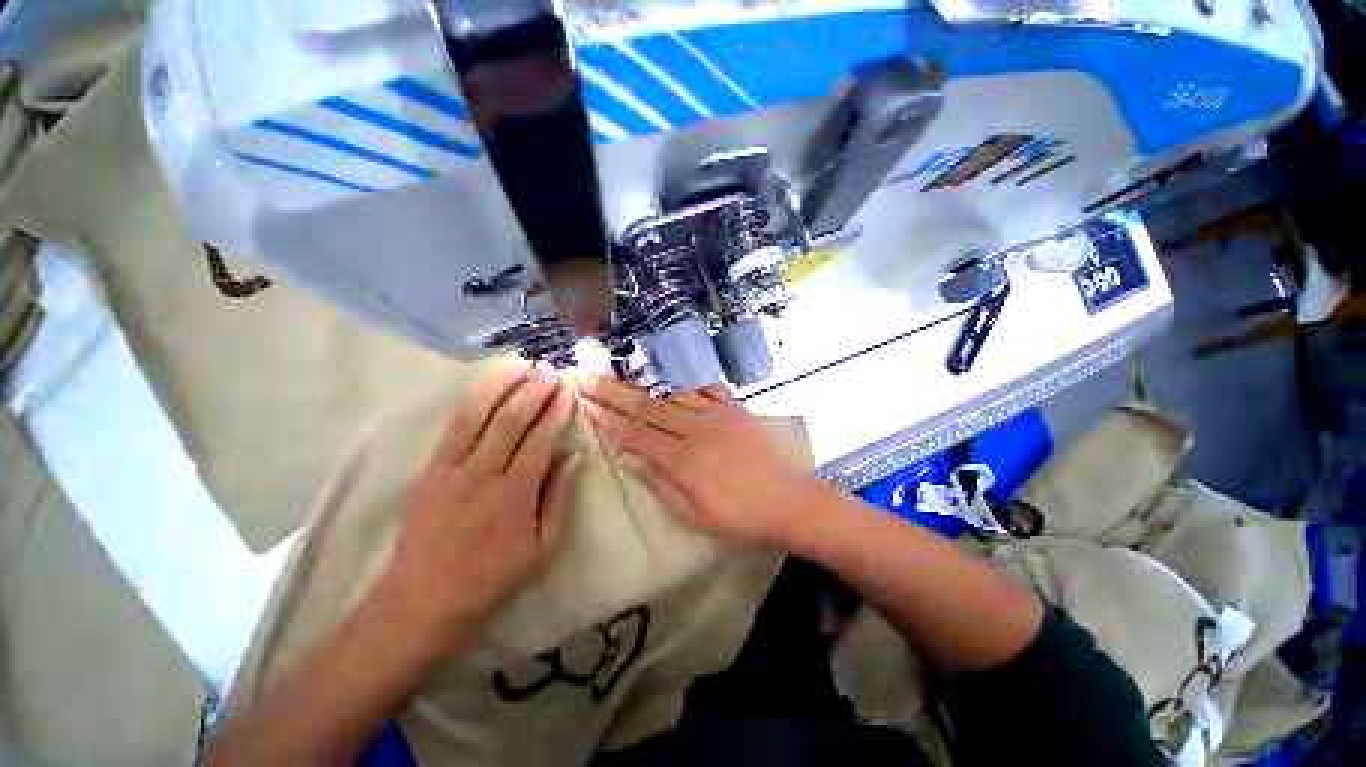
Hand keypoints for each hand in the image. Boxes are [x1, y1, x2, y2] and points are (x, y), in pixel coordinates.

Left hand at [376, 368, 581, 652]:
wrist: (423, 603)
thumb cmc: (492, 578)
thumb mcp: (543, 547)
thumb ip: (559, 497)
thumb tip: (574, 456)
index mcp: (515, 494)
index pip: (540, 439)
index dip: (556, 412)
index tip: (568, 393)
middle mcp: (482, 474)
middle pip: (511, 420)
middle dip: (534, 392)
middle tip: (550, 375)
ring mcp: (450, 470)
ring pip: (477, 416)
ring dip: (501, 388)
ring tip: (519, 368)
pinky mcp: (429, 472)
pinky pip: (452, 429)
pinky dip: (473, 404)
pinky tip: (487, 391)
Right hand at [577, 375, 819, 546]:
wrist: (790, 502)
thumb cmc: (740, 518)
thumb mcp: (694, 514)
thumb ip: (659, 481)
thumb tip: (626, 455)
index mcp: (684, 459)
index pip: (636, 433)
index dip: (609, 419)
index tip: (586, 404)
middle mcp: (697, 429)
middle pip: (648, 407)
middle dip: (614, 393)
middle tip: (587, 378)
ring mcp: (719, 415)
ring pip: (673, 396)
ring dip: (647, 390)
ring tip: (623, 382)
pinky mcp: (737, 411)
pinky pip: (708, 391)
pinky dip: (689, 389)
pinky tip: (679, 391)